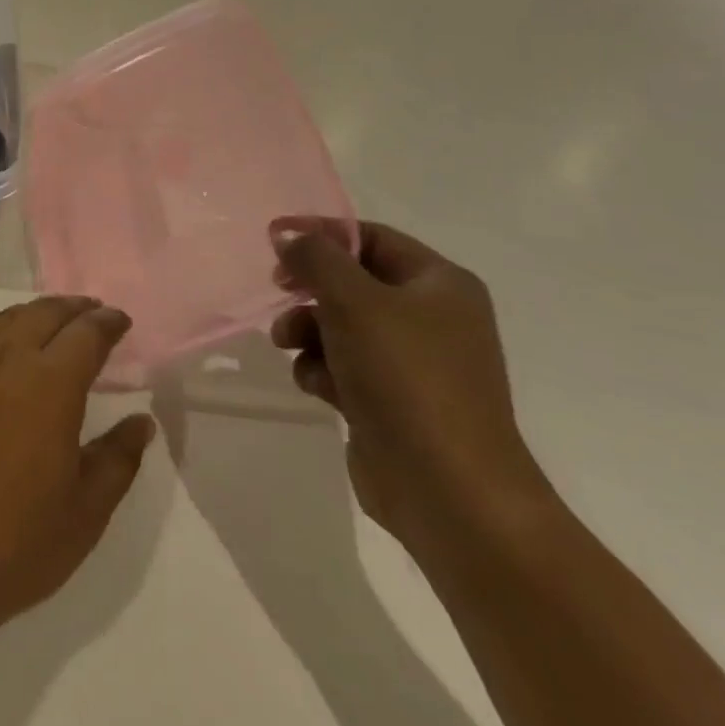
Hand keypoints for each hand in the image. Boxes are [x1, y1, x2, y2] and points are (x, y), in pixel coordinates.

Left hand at [0, 298, 155, 632]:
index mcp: (49, 385)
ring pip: (2, 321)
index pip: (85, 334)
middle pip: (43, 313)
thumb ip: (119, 458)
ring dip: (32, 317)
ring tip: (47, 325)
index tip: (119, 320)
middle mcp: (3, 359)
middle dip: (72, 308)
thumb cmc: (16, 544)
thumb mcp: (86, 513)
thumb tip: (140, 421)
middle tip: (89, 311)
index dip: (106, 323)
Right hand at [270, 219, 553, 554]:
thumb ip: (315, 257)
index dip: (320, 232)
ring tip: (288, 345)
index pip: (371, 237)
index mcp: (440, 285)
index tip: (273, 239)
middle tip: (278, 290)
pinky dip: (322, 369)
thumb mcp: (352, 300)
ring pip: (342, 325)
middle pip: (353, 281)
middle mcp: (433, 318)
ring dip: (307, 330)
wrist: (450, 493)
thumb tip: (288, 236)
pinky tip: (316, 386)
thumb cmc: (406, 378)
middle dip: (310, 288)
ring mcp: (415, 364)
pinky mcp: (394, 402)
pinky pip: (345, 366)